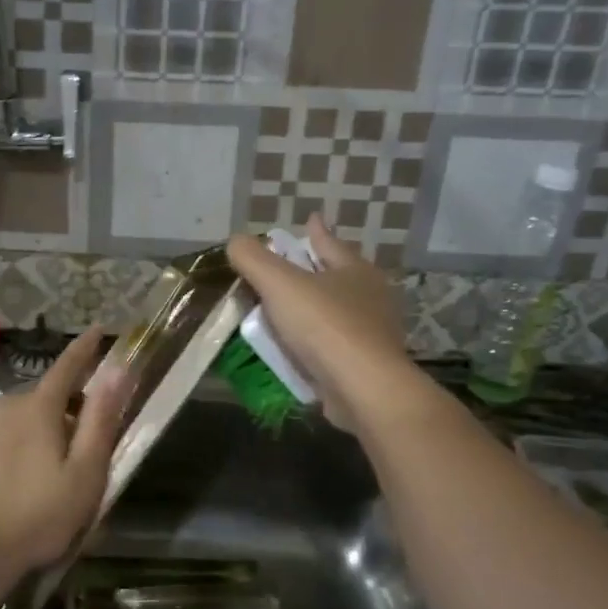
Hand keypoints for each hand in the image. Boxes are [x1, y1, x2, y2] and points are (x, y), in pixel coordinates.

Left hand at [0, 326, 129, 587]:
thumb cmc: (38, 517)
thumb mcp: (85, 475)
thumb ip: (101, 420)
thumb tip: (117, 369)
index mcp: (40, 409)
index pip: (68, 366)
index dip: (85, 349)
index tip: (96, 331)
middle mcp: (3, 405)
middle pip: (39, 399)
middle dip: (57, 410)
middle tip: (69, 445)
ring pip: (7, 419)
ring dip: (23, 432)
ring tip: (30, 471)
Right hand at [226, 216, 416, 431]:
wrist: (363, 390)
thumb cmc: (324, 326)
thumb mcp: (279, 283)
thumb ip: (253, 259)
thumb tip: (236, 241)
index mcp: (355, 270)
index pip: (329, 243)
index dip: (315, 231)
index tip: (310, 219)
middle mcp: (369, 298)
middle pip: (337, 277)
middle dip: (315, 271)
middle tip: (291, 267)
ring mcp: (371, 334)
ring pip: (335, 313)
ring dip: (312, 311)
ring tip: (285, 311)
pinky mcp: (365, 367)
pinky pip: (332, 347)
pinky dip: (313, 344)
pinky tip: (295, 349)